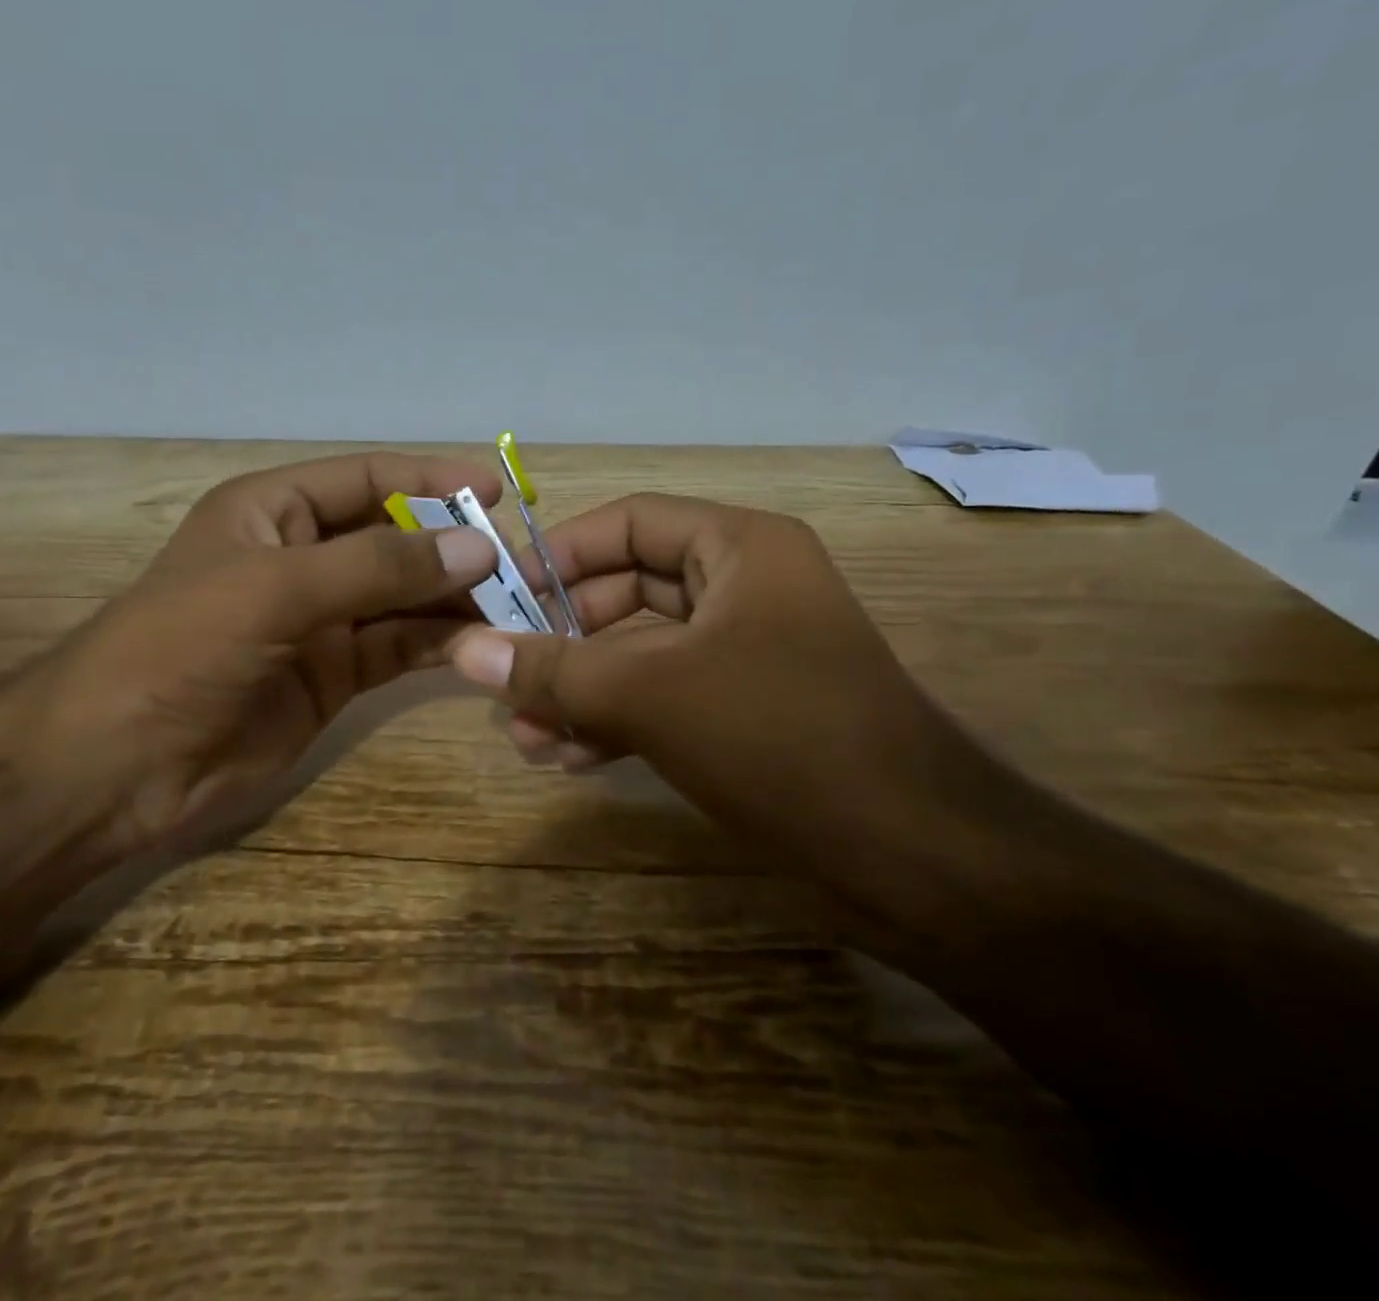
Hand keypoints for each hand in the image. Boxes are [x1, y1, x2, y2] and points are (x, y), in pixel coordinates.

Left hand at [0, 453, 501, 873]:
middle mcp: (301, 557)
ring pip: (403, 596)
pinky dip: (438, 643)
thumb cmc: (181, 647)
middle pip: (392, 537)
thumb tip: (478, 547)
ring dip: (454, 597)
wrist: (116, 764)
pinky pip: (397, 647)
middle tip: (517, 560)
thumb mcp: (277, 588)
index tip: (494, 491)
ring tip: (516, 603)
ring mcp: (320, 620)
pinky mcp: (333, 675)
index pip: (366, 478)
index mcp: (273, 510)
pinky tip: (482, 642)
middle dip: (451, 545)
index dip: (430, 480)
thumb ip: (378, 566)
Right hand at [448, 494, 955, 890]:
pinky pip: (667, 698)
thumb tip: (464, 651)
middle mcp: (746, 587)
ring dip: (584, 692)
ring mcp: (749, 653)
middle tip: (507, 679)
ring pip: (643, 654)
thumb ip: (554, 671)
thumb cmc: (780, 738)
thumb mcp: (651, 696)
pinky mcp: (750, 711)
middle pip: (629, 592)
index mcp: (740, 548)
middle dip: (565, 641)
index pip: (630, 522)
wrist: (914, 855)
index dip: (561, 554)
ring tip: (525, 738)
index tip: (501, 595)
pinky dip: (619, 722)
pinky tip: (570, 759)